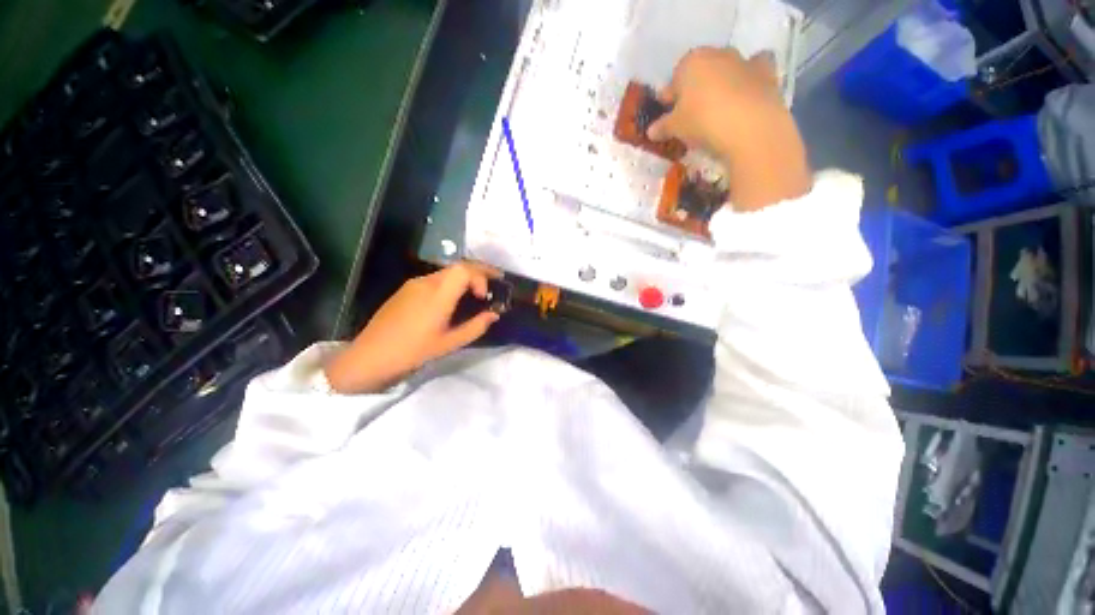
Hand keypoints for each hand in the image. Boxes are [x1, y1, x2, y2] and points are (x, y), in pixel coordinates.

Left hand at [324, 263, 501, 393]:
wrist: (371, 356)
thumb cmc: (413, 351)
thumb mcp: (449, 343)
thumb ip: (476, 327)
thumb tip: (494, 314)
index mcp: (438, 295)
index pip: (464, 269)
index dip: (481, 276)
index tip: (484, 296)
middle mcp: (426, 282)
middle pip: (457, 266)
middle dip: (479, 271)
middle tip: (494, 281)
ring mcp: (413, 284)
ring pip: (446, 271)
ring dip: (464, 277)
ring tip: (475, 291)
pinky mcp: (405, 289)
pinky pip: (434, 279)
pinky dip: (451, 282)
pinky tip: (452, 298)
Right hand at [647, 47, 811, 210]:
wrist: (750, 127)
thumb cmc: (703, 122)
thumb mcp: (675, 128)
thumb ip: (662, 127)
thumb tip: (650, 131)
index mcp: (691, 62)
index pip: (674, 79)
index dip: (669, 99)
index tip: (666, 117)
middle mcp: (717, 55)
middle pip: (700, 72)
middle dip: (694, 91)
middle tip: (690, 116)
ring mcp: (744, 62)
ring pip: (726, 71)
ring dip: (720, 85)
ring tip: (717, 111)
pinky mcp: (766, 74)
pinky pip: (755, 72)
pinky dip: (750, 81)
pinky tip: (746, 96)